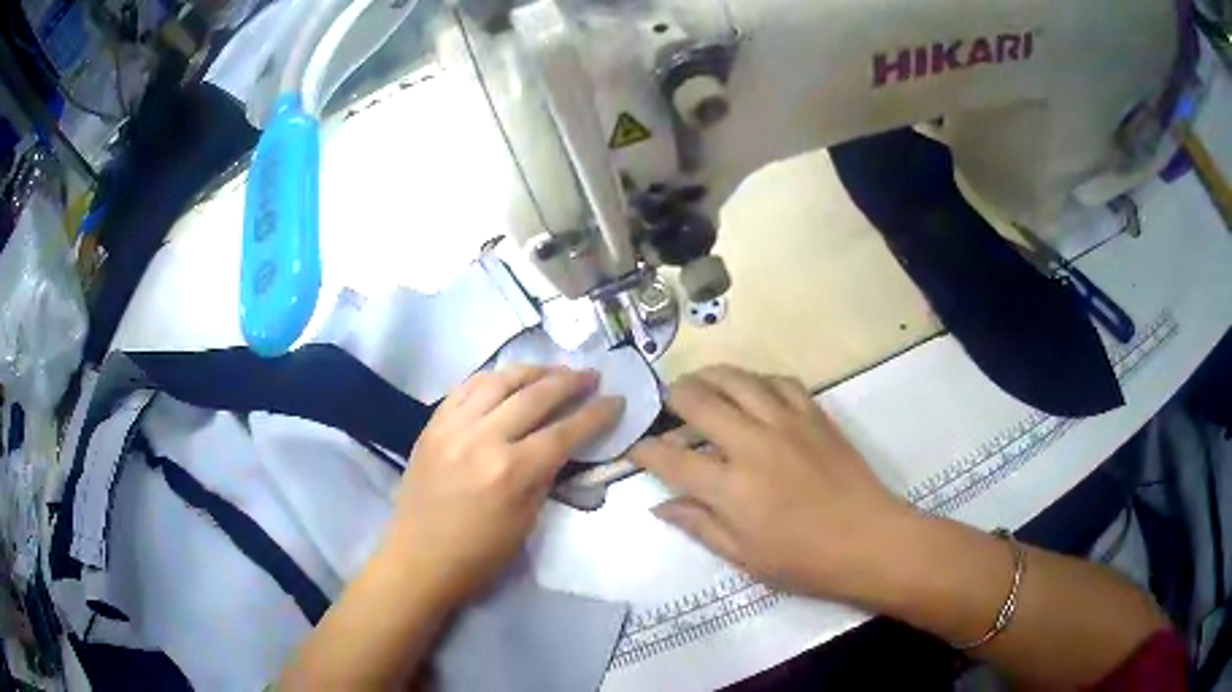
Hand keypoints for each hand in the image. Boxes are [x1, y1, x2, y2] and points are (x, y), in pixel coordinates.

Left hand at [385, 366, 622, 607]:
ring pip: (498, 380)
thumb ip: (545, 476)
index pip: (564, 431)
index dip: (596, 413)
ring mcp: (452, 427)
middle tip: (590, 376)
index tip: (616, 399)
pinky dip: (492, 378)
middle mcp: (482, 439)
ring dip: (532, 371)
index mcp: (511, 472)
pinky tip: (507, 379)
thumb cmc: (479, 555)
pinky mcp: (432, 425)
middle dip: (569, 382)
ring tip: (553, 370)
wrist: (419, 558)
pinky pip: (465, 387)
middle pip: (534, 396)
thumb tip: (563, 443)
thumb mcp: (527, 522)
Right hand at [629, 366, 915, 601]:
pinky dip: (756, 380)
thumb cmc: (804, 560)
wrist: (869, 540)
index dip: (644, 450)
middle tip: (666, 405)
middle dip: (671, 397)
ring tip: (699, 384)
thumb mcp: (744, 556)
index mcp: (731, 488)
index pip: (671, 458)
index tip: (634, 447)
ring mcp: (786, 422)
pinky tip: (751, 391)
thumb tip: (661, 506)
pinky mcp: (814, 414)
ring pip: (737, 379)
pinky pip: (778, 381)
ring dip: (709, 377)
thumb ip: (699, 525)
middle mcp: (753, 444)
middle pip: (698, 400)